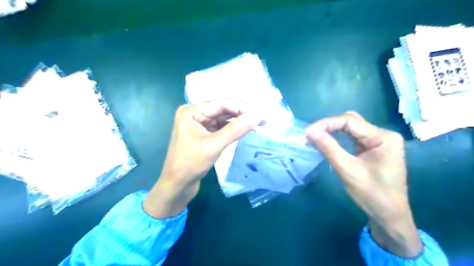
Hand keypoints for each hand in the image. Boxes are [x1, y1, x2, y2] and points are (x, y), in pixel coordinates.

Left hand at [144, 98, 260, 217]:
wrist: (178, 185)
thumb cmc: (191, 164)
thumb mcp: (214, 145)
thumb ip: (236, 129)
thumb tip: (257, 115)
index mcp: (191, 111)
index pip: (221, 103)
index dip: (242, 107)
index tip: (260, 113)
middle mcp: (195, 114)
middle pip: (223, 109)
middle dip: (242, 114)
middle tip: (262, 119)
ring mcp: (199, 124)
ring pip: (223, 118)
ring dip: (239, 121)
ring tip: (258, 124)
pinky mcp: (204, 133)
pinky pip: (221, 127)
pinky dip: (233, 128)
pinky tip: (245, 129)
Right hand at [304, 111, 421, 256]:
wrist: (389, 216)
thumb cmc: (372, 194)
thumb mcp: (347, 170)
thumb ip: (328, 148)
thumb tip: (309, 131)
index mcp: (383, 137)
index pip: (350, 121)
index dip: (326, 123)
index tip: (308, 132)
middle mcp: (382, 135)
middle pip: (351, 122)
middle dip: (328, 126)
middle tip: (311, 135)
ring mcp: (377, 141)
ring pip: (350, 129)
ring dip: (331, 131)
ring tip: (314, 137)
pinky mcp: (371, 148)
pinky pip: (351, 138)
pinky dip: (337, 139)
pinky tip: (326, 142)